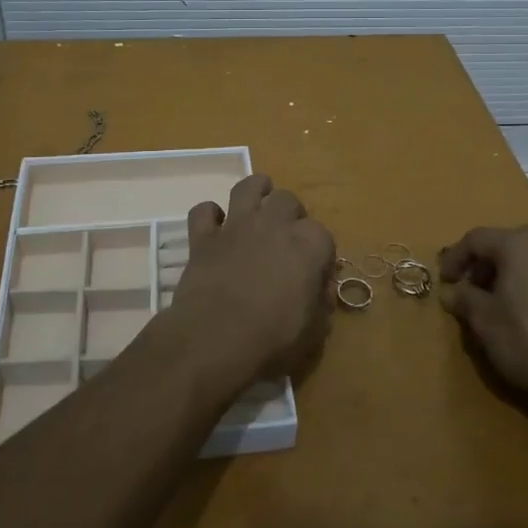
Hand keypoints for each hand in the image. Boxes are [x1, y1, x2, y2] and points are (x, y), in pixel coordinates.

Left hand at [169, 174, 334, 389]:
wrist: (214, 340)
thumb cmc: (272, 339)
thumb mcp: (314, 331)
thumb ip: (321, 304)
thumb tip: (320, 292)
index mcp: (309, 244)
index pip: (324, 235)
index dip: (321, 256)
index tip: (316, 277)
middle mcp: (274, 224)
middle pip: (288, 200)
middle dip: (291, 214)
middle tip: (286, 238)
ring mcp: (236, 226)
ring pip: (248, 187)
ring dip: (255, 190)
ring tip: (258, 201)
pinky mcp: (203, 237)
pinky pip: (203, 211)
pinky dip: (209, 215)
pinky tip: (214, 227)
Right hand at [438, 225, 527, 403]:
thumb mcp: (485, 322)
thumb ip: (463, 300)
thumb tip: (450, 291)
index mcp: (517, 243)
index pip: (475, 239)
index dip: (455, 258)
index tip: (445, 281)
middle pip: (504, 244)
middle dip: (482, 266)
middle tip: (470, 291)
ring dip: (507, 275)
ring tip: (498, 304)